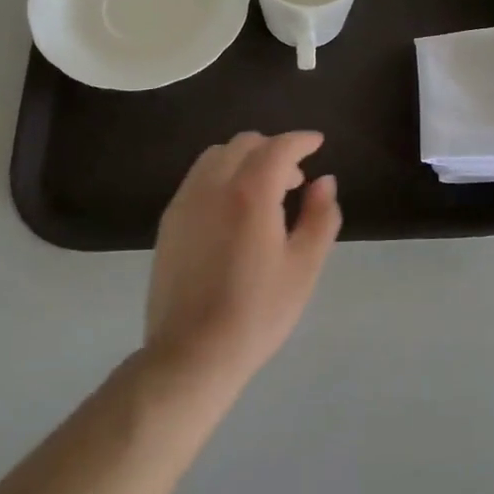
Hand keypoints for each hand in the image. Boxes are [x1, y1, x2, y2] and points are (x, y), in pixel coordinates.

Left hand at [144, 131, 341, 394]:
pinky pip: (197, 179)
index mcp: (250, 192)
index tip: (317, 143)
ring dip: (244, 160)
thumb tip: (324, 182)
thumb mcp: (304, 266)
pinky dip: (221, 176)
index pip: (278, 147)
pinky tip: (233, 211)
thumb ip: (320, 216)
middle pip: (244, 145)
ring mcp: (185, 202)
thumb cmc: (257, 311)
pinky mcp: (169, 222)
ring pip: (216, 157)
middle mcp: (213, 186)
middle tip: (295, 179)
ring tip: (263, 193)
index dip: (300, 140)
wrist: (192, 353)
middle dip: (273, 149)